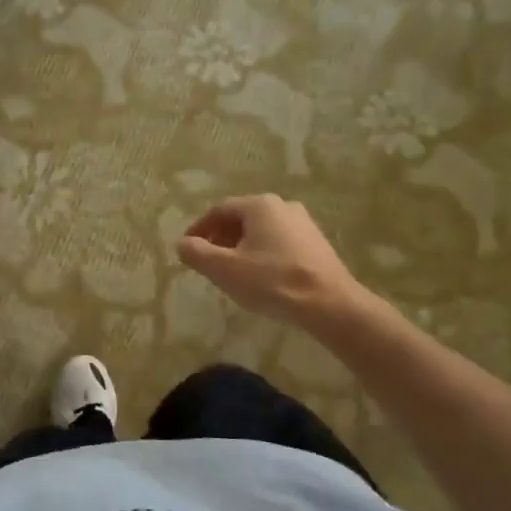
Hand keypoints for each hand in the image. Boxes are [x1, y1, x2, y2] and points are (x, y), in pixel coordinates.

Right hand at [174, 195, 362, 327]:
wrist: (330, 305)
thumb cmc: (272, 282)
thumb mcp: (225, 269)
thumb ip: (197, 253)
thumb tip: (180, 243)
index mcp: (259, 205)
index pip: (219, 210)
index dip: (199, 228)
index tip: (187, 248)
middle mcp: (283, 206)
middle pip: (241, 218)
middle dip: (220, 238)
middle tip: (207, 261)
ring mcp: (304, 224)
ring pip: (261, 231)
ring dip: (241, 247)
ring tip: (231, 272)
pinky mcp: (317, 244)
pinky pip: (279, 243)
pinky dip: (262, 254)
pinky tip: (260, 278)